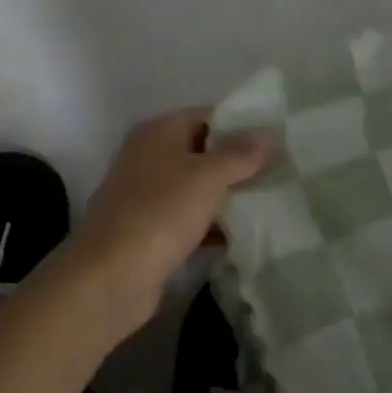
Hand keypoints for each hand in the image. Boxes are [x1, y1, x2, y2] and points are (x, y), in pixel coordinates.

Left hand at [67, 110, 274, 323]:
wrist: (113, 275)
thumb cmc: (161, 213)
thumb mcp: (208, 176)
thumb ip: (240, 154)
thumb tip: (268, 136)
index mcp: (157, 133)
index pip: (206, 116)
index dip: (240, 126)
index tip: (275, 142)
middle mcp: (148, 158)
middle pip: (202, 153)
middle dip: (237, 164)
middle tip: (278, 174)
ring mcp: (146, 196)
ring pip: (196, 189)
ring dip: (227, 197)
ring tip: (268, 204)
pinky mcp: (149, 231)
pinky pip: (189, 220)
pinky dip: (212, 226)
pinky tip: (241, 237)